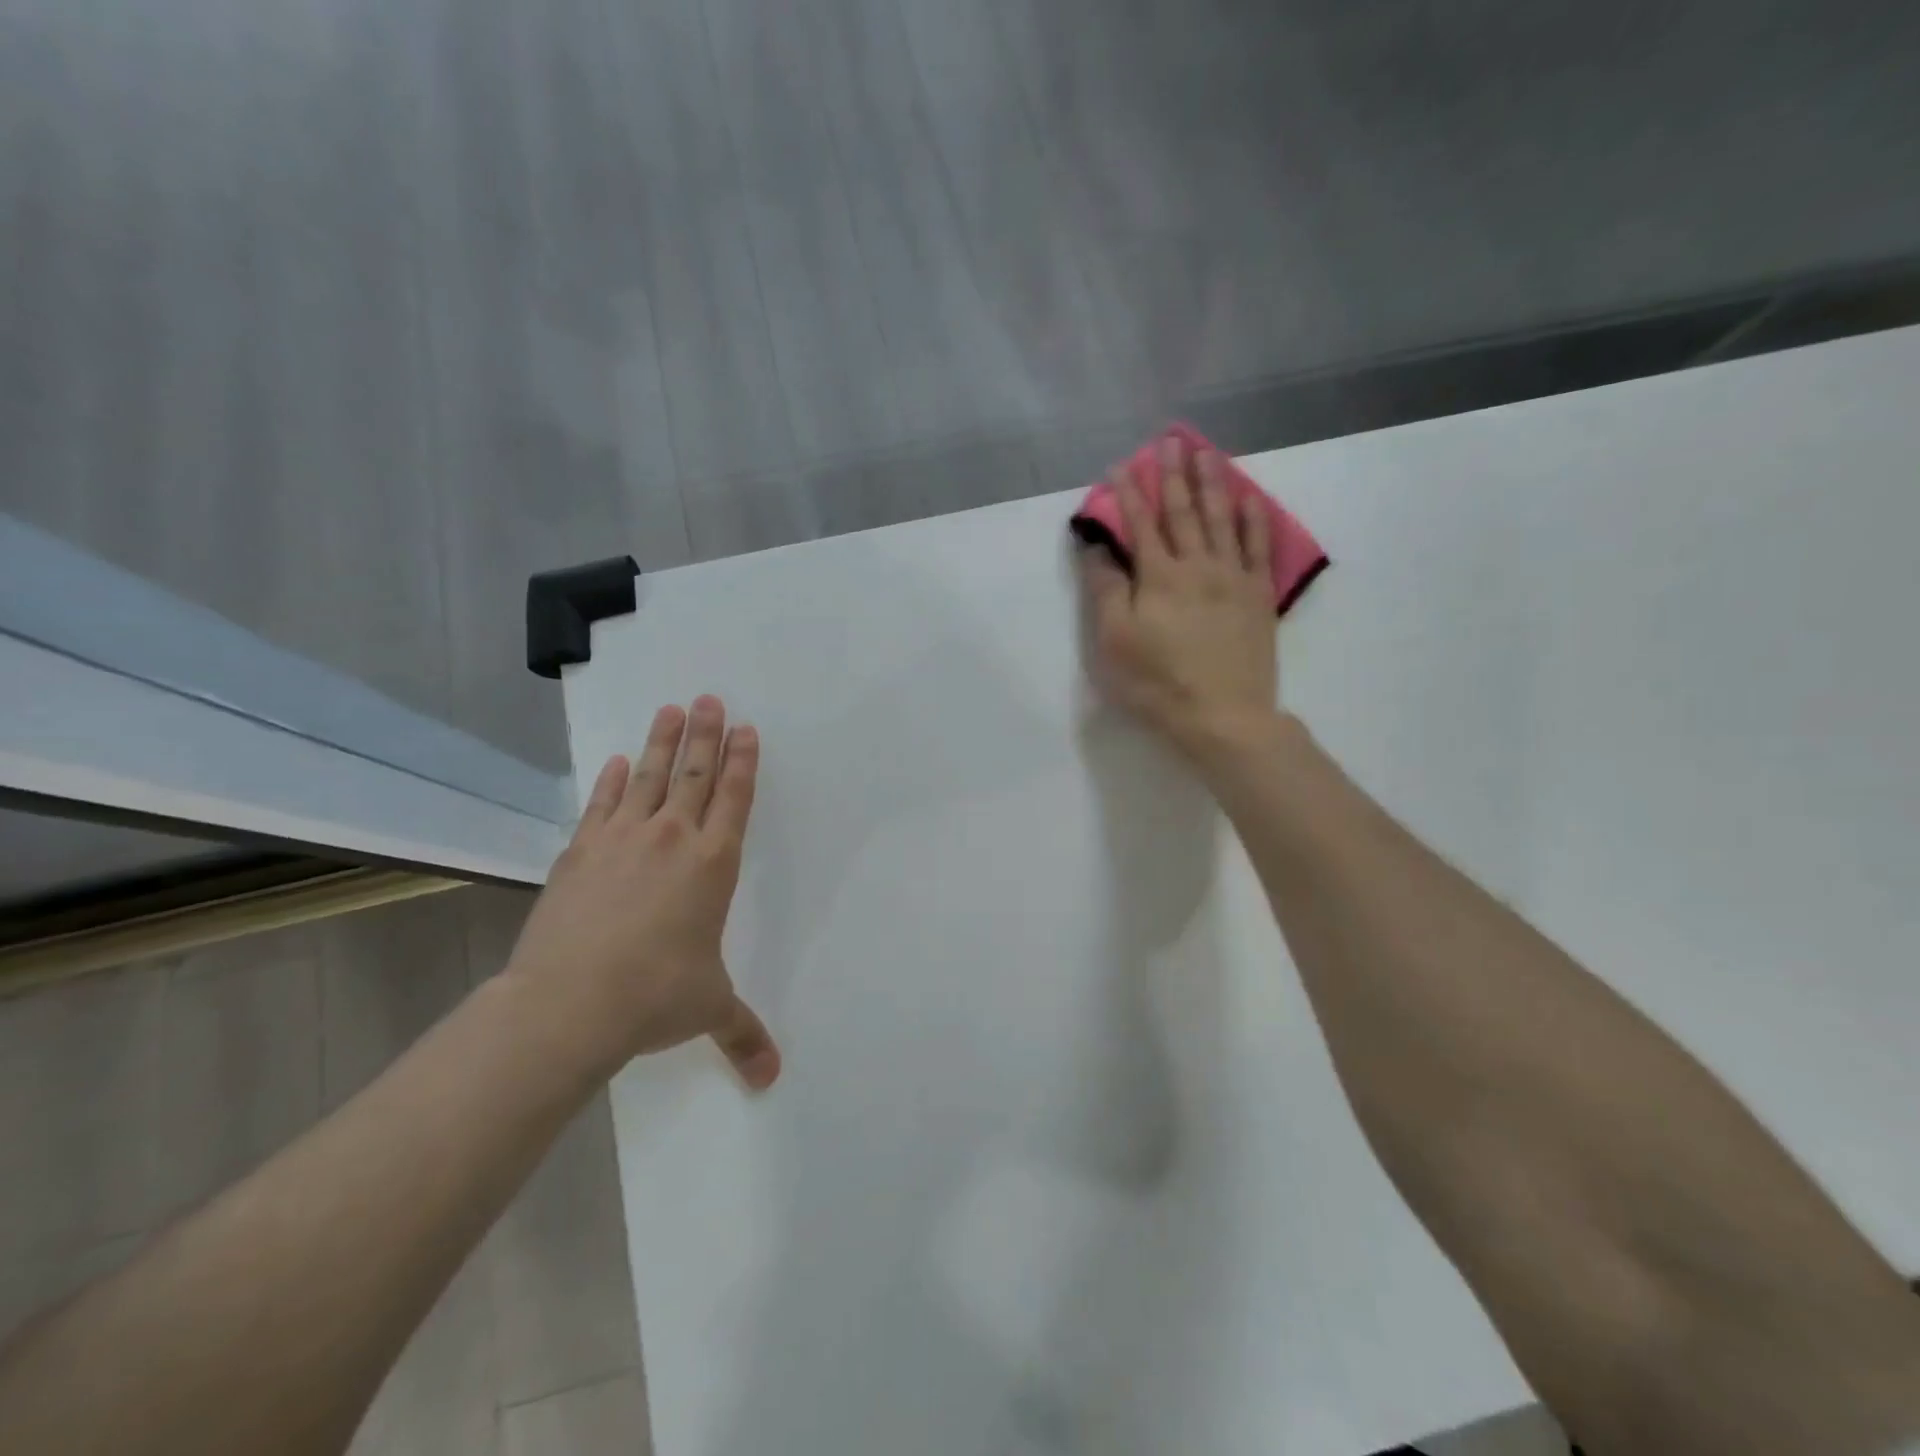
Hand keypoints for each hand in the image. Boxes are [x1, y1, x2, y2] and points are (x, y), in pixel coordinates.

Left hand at [503, 696, 780, 1089]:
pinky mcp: (580, 853)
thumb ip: (743, 1034)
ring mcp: (622, 841)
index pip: (734, 798)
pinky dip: (611, 781)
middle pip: (693, 773)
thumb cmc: (655, 997)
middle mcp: (672, 839)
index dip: (742, 761)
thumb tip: (771, 1079)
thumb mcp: (708, 1010)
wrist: (569, 1003)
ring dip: (662, 741)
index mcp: (712, 864)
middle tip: (710, 698)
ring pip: (648, 776)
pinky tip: (616, 762)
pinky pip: (602, 805)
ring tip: (672, 708)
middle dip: (706, 734)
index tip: (746, 729)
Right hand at [1079, 435, 1279, 756]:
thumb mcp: (1115, 641)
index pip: (1140, 524)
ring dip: (1212, 483)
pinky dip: (1253, 520)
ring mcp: (1232, 578)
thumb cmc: (1158, 683)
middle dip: (1173, 475)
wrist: (1223, 716)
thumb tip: (1097, 548)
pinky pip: (1257, 548)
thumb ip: (1106, 590)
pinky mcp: (1257, 597)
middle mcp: (1197, 566)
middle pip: (1183, 512)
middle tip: (1169, 440)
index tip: (1120, 465)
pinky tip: (1249, 499)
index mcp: (1158, 577)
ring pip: (1221, 520)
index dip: (1128, 493)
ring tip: (1206, 452)